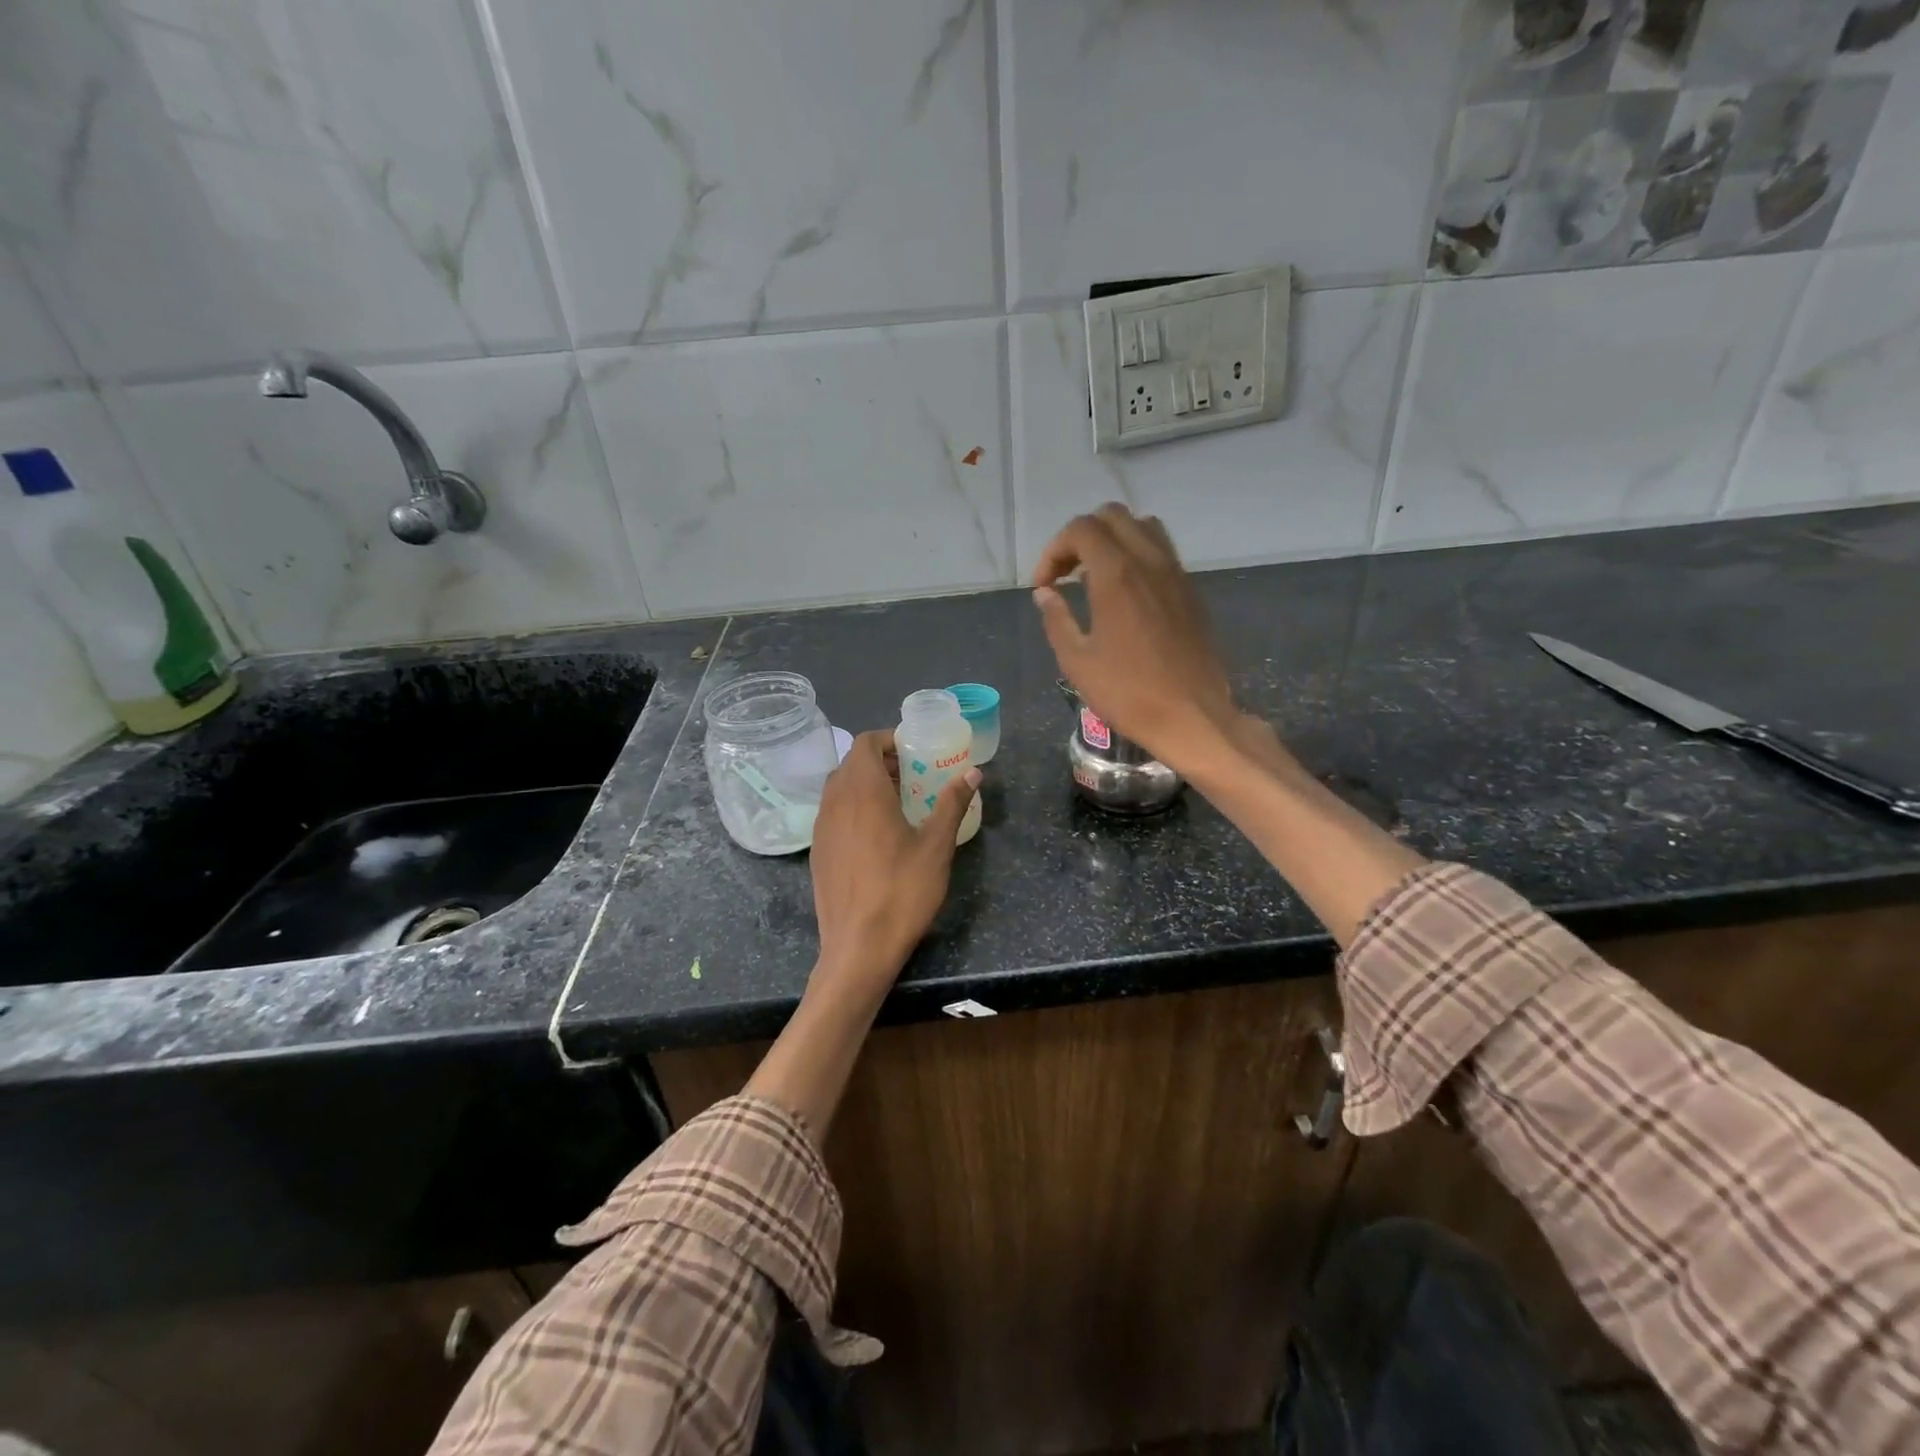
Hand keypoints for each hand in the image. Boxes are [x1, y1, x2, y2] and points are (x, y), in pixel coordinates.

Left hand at [808, 731, 980, 1003]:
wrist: (858, 947)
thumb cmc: (902, 891)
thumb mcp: (936, 846)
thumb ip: (952, 804)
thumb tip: (973, 772)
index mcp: (862, 792)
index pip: (865, 743)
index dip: (888, 739)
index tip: (914, 750)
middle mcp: (835, 802)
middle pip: (852, 763)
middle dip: (881, 761)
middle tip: (913, 774)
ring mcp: (821, 828)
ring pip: (839, 788)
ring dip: (865, 783)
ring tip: (898, 802)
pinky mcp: (817, 851)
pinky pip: (833, 813)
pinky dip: (853, 807)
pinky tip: (877, 834)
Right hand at [1031, 503, 1237, 771]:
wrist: (1192, 716)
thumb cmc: (1127, 693)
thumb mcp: (1077, 661)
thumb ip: (1057, 619)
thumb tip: (1045, 593)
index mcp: (1117, 574)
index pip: (1081, 529)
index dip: (1054, 550)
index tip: (1044, 585)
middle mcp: (1150, 561)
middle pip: (1112, 516)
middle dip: (1081, 538)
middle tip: (1066, 574)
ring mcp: (1176, 574)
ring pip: (1143, 527)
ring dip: (1113, 540)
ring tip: (1096, 576)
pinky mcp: (1191, 591)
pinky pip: (1163, 552)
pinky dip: (1137, 556)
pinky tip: (1126, 594)